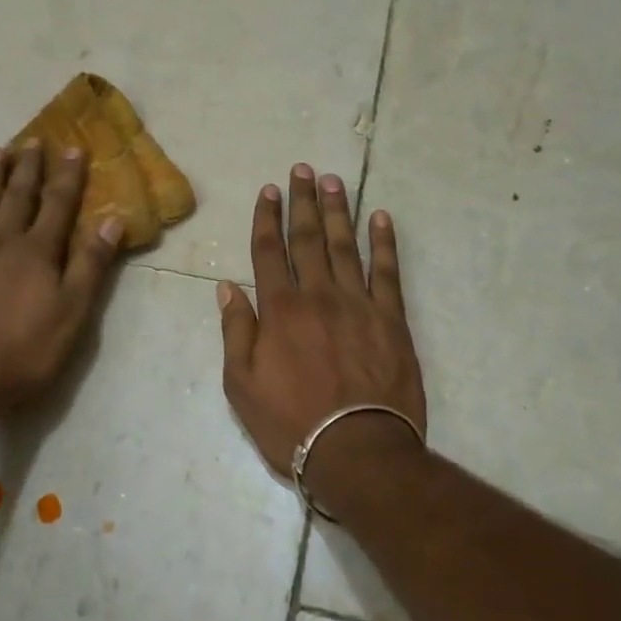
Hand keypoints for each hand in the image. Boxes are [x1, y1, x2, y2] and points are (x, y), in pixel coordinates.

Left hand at [0, 141, 121, 423]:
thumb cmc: (25, 350)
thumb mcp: (73, 312)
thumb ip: (91, 265)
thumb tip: (112, 220)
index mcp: (38, 251)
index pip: (58, 204)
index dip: (68, 176)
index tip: (74, 148)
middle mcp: (3, 242)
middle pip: (18, 197)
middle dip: (29, 167)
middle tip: (33, 139)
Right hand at [218, 164, 426, 482]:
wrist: (358, 451)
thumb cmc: (291, 423)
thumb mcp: (242, 384)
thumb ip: (236, 330)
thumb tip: (228, 287)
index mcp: (280, 309)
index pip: (269, 251)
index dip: (267, 217)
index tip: (269, 190)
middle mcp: (318, 295)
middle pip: (308, 238)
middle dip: (303, 202)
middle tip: (302, 170)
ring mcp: (359, 304)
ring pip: (346, 246)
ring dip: (339, 211)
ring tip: (334, 181)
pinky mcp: (392, 320)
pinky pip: (388, 272)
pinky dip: (385, 243)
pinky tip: (381, 218)